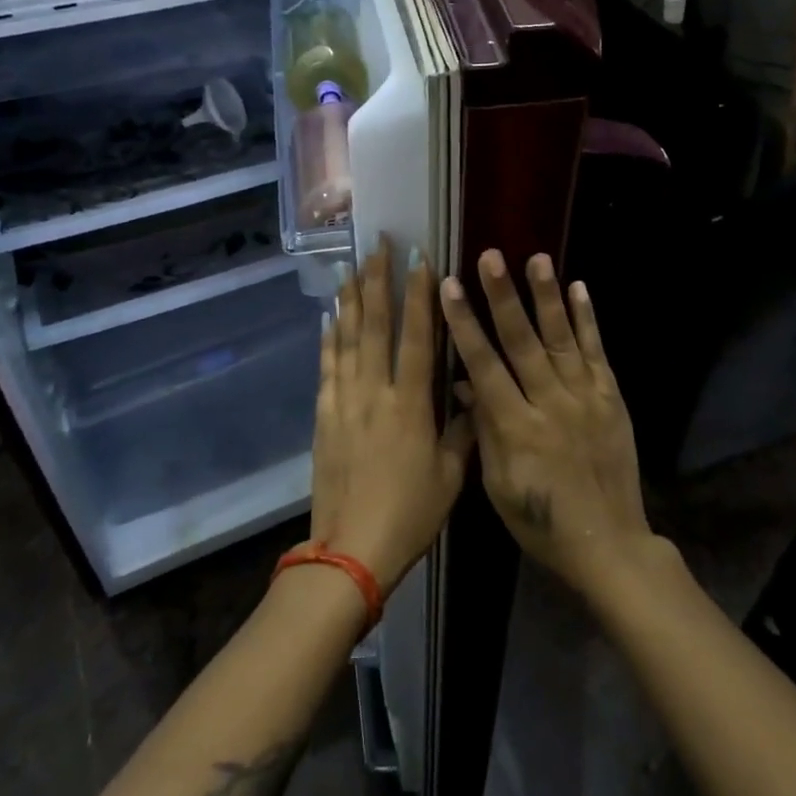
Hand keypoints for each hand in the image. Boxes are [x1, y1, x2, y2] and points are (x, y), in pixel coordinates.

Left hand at [308, 238, 474, 591]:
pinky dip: (328, 341)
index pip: (416, 337)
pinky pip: (326, 369)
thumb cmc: (411, 514)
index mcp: (410, 405)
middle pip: (375, 326)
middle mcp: (374, 393)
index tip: (420, 260)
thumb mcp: (451, 476)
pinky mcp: (324, 418)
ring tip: (351, 268)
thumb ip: (463, 430)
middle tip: (378, 246)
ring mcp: (344, 403)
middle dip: (377, 282)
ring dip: (350, 301)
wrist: (351, 549)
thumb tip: (472, 392)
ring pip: (346, 340)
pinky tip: (328, 319)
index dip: (419, 296)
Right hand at [439, 250, 655, 601]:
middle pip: (523, 342)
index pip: (484, 365)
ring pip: (562, 338)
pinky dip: (589, 320)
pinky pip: (598, 353)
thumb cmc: (540, 522)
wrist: (607, 545)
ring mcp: (585, 398)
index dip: (465, 325)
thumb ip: (483, 429)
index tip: (450, 287)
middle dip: (504, 297)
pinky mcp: (611, 399)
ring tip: (537, 258)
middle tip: (491, 257)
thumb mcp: (498, 484)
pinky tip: (580, 289)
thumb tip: (464, 384)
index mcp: (516, 428)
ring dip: (548, 296)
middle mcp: (551, 404)